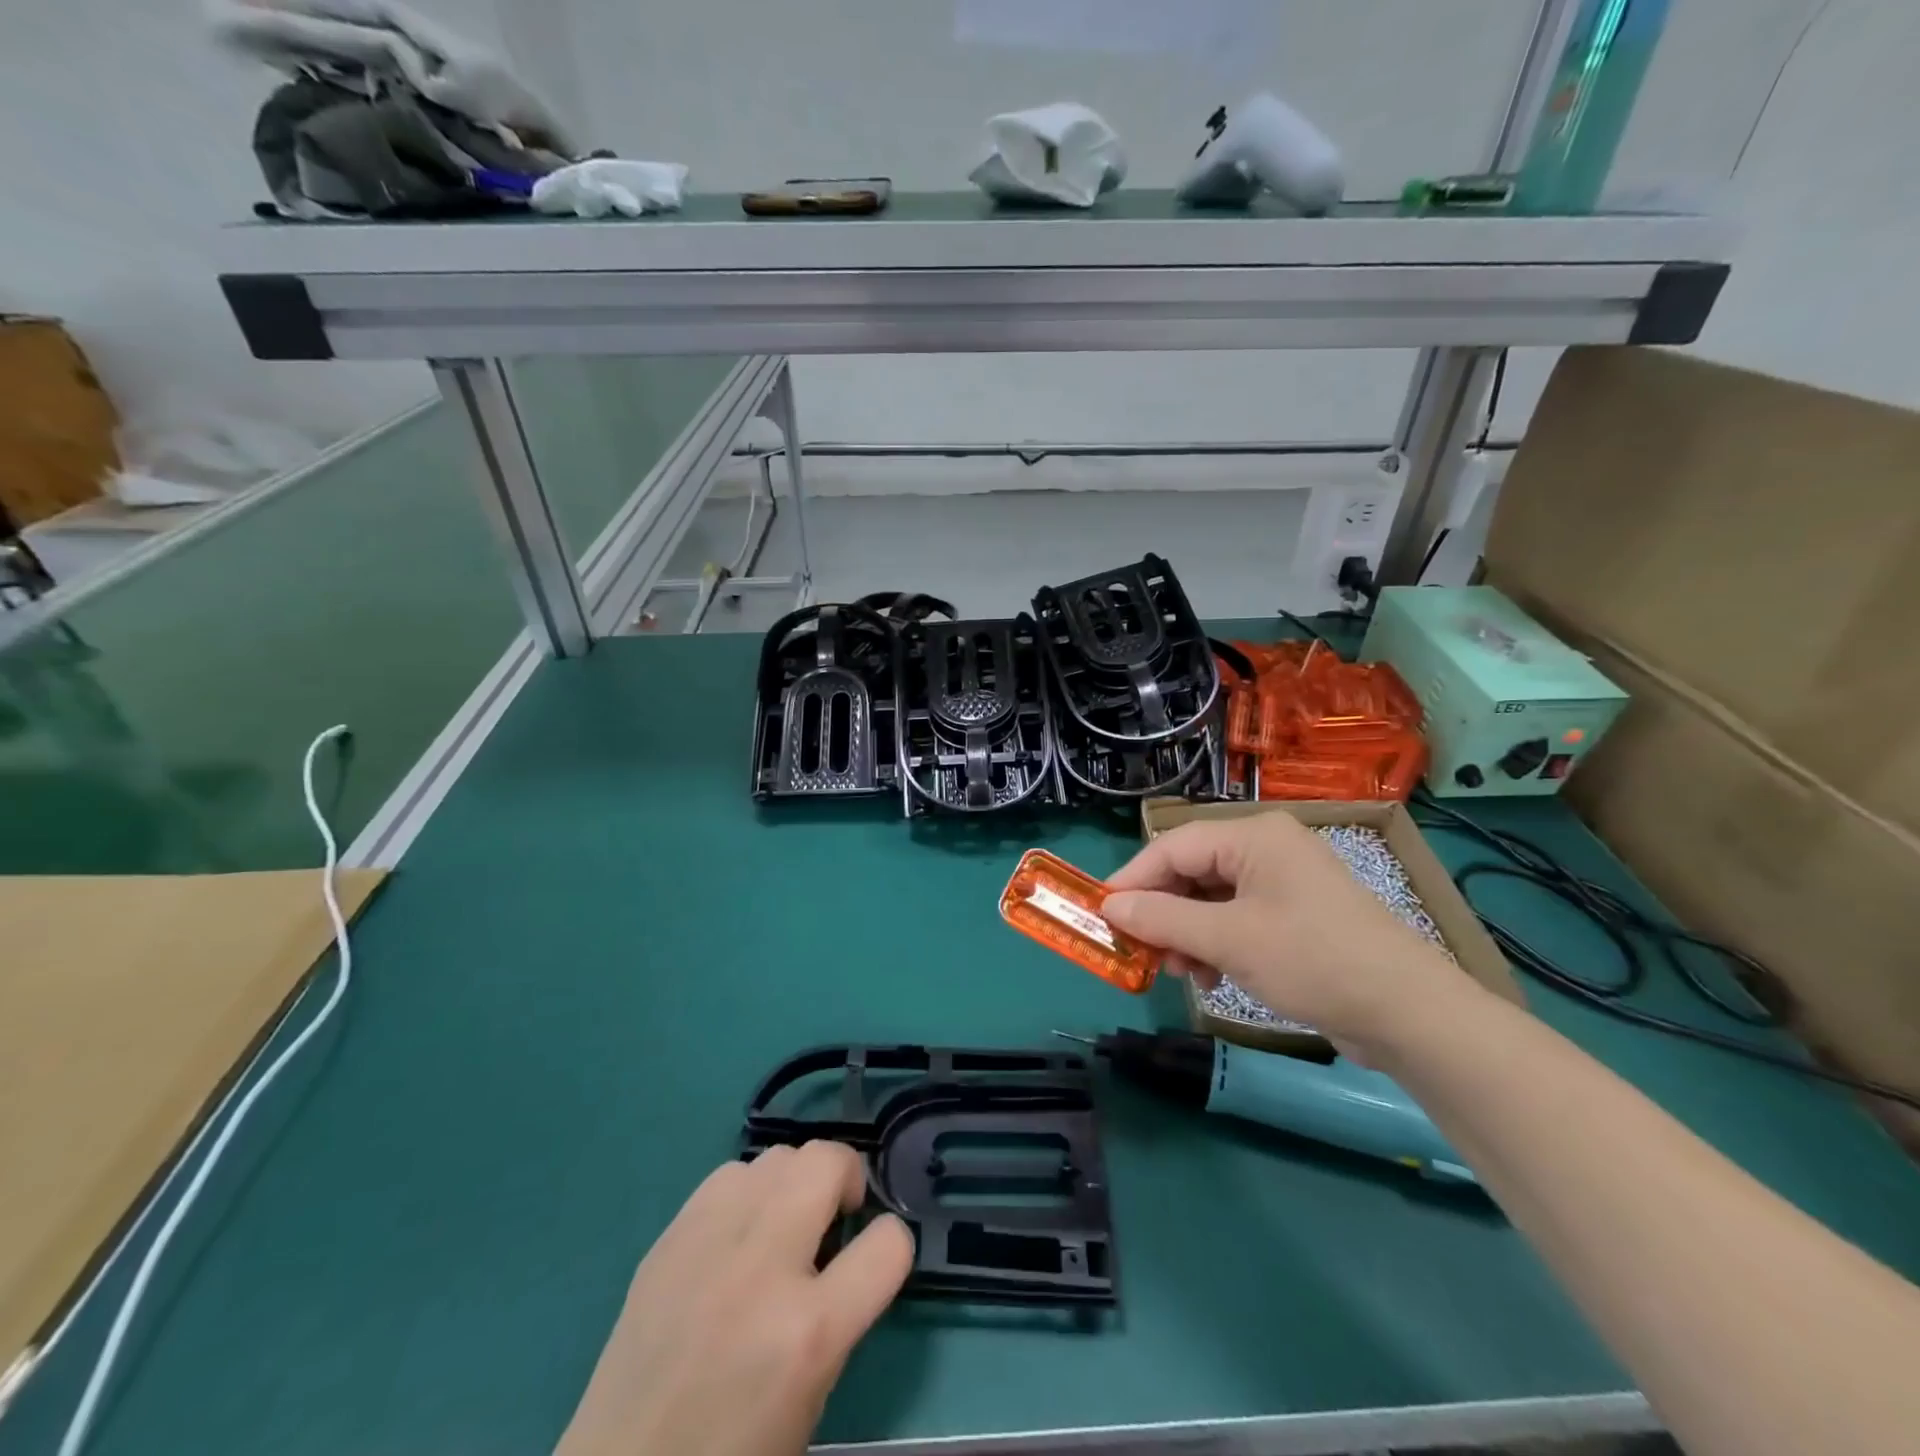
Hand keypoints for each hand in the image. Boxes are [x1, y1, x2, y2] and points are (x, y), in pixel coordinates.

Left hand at [555, 1142, 913, 1455]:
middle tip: (837, 1214)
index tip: (877, 1256)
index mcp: (808, 1333)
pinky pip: (730, 1175)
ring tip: (783, 1221)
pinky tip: (737, 1233)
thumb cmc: (731, 1455)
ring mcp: (710, 1243)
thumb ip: (841, 1312)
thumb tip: (848, 1247)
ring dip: (795, 1182)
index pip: (888, 1245)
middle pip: (827, 1161)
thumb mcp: (812, 1397)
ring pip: (778, 1156)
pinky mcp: (671, 1236)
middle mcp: (763, 1269)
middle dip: (846, 1177)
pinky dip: (748, 1193)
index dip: (894, 1244)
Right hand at [1102, 813, 1484, 1060]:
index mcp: (1253, 836)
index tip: (1101, 913)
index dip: (1133, 879)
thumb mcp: (1228, 940)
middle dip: (1163, 913)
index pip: (1173, 846)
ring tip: (1180, 971)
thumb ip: (1163, 919)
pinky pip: (1237, 918)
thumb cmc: (1313, 960)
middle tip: (1140, 950)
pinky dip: (1215, 943)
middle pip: (1192, 872)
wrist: (1410, 1014)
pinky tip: (1211, 976)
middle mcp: (1267, 849)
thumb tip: (1109, 907)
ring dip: (1187, 934)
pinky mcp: (1296, 916)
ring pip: (1211, 899)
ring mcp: (1284, 883)